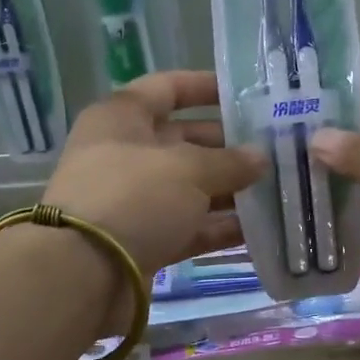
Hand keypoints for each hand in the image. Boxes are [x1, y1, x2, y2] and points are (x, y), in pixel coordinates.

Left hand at [42, 71, 266, 275]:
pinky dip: (217, 228)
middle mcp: (124, 155)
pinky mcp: (143, 241)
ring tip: (275, 190)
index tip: (247, 95)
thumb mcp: (188, 169)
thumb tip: (261, 158)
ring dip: (228, 190)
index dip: (205, 87)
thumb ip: (229, 162)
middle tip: (274, 151)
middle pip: (183, 141)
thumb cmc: (133, 197)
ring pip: (188, 188)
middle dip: (227, 146)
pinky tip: (258, 229)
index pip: (167, 88)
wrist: (84, 273)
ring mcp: (132, 201)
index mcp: (121, 118)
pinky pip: (187, 227)